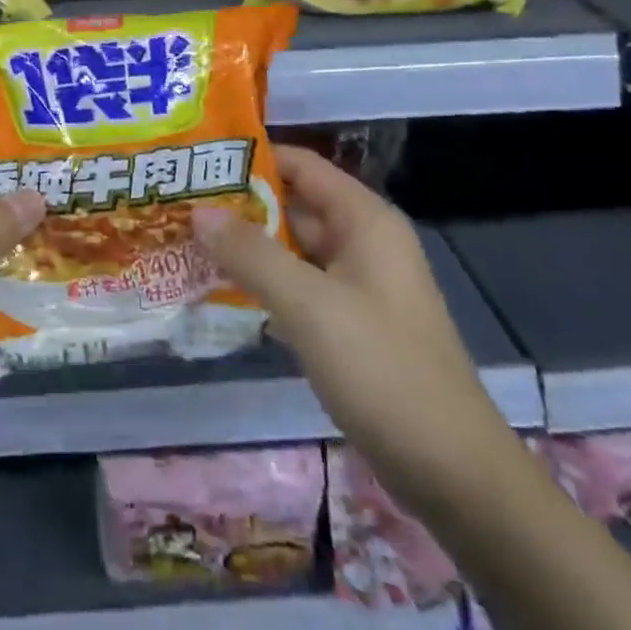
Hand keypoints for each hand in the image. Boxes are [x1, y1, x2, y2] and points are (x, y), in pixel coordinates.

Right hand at [192, 145, 524, 519]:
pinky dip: (262, 284)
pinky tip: (218, 290)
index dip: (250, 158)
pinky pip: (297, 288)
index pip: (300, 165)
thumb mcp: (309, 306)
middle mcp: (362, 242)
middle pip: (292, 206)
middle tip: (178, 205)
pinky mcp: (349, 325)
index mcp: (364, 221)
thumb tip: (199, 212)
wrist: (452, 471)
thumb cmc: (382, 370)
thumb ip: (252, 254)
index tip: (196, 162)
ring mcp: (357, 286)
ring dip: (245, 247)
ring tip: (185, 242)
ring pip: (291, 250)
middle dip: (238, 206)